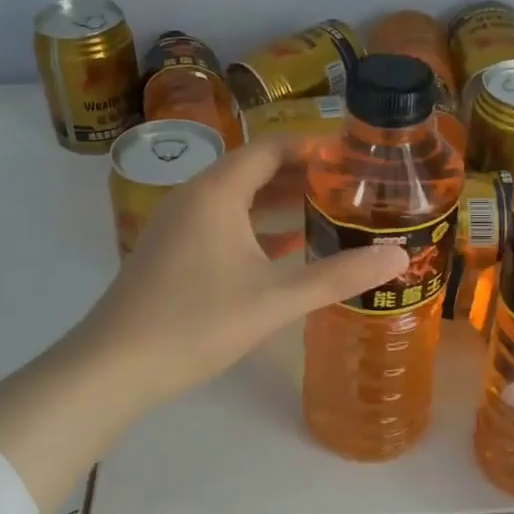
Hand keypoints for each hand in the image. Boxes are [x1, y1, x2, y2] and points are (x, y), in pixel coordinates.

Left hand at [75, 134, 408, 408]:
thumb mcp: (275, 300)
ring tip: (327, 211)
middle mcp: (194, 196)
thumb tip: (399, 256)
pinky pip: (221, 223)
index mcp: (217, 192)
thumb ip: (338, 276)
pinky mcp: (171, 251)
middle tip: (350, 186)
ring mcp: (177, 224)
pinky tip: (286, 246)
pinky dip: (255, 227)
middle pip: (253, 170)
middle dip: (301, 175)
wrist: (114, 366)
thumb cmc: (196, 322)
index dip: (312, 147)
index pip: (270, 148)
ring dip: (279, 202)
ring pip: (237, 199)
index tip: (352, 157)